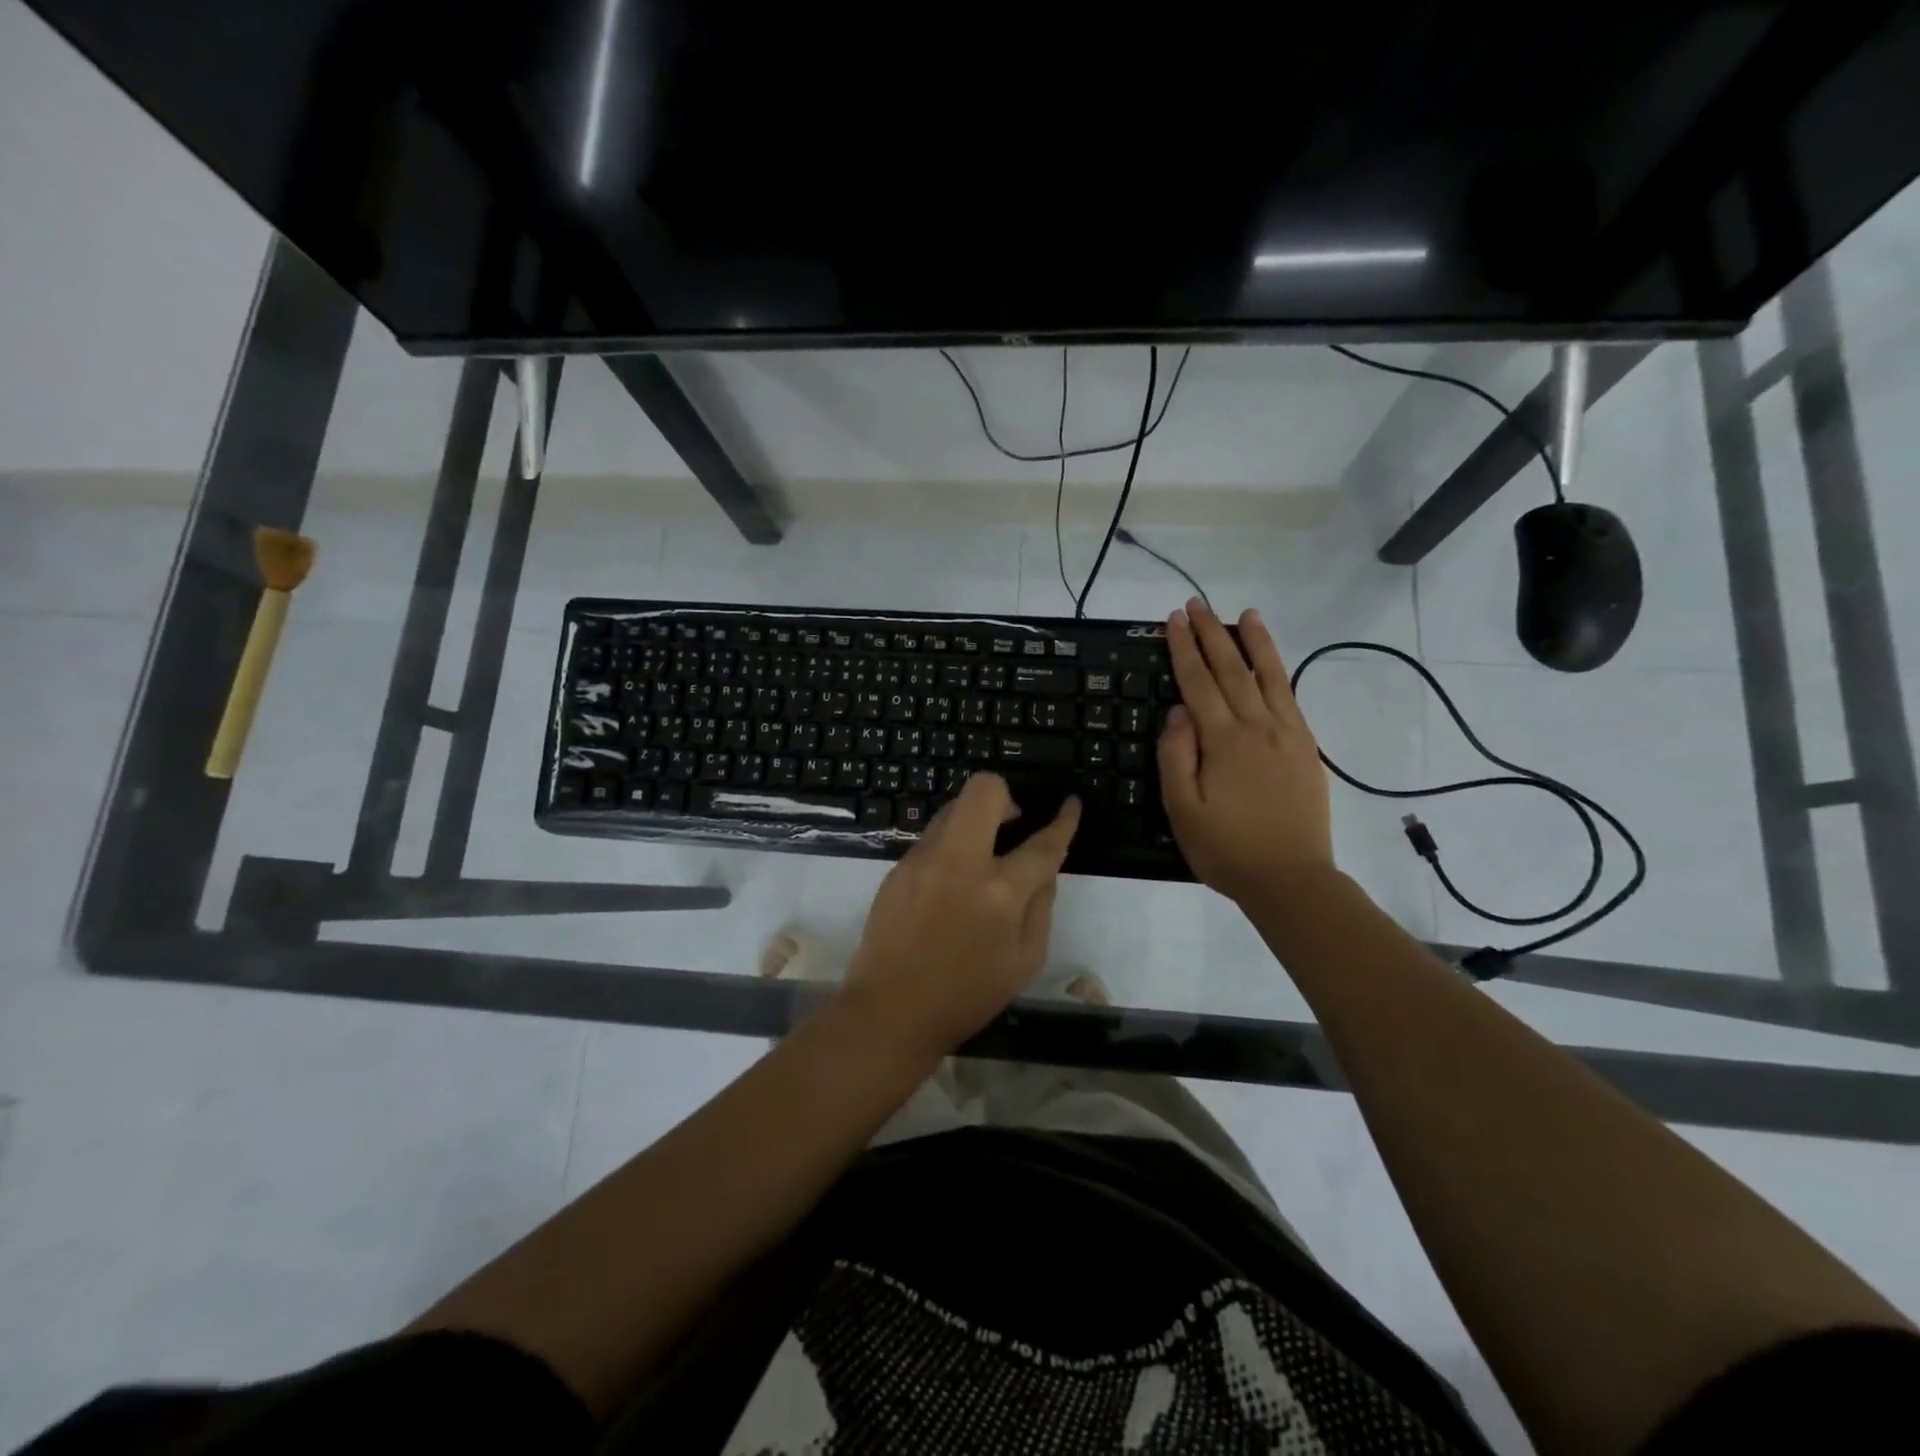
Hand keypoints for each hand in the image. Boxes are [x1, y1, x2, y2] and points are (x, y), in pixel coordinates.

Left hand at [841, 773, 1080, 1054]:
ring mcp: (923, 860)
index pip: (1042, 843)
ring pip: (953, 808)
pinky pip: (932, 837)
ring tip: (981, 853)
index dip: (1063, 820)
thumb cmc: (967, 995)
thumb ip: (1041, 906)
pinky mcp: (898, 867)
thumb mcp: (1025, 961)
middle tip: (1012, 823)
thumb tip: (1044, 869)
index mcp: (1000, 893)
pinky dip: (950, 846)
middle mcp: (960, 863)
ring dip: (975, 820)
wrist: (891, 1010)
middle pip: (984, 791)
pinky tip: (950, 881)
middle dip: (1006, 796)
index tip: (1070, 804)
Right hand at [1158, 599, 1335, 904]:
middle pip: (1231, 670)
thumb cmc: (1226, 848)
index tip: (1173, 619)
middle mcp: (1257, 727)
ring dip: (1254, 642)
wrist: (1291, 878)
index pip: (1197, 682)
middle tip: (1196, 604)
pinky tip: (1271, 662)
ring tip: (1245, 614)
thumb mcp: (1182, 808)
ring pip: (1268, 676)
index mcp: (1223, 740)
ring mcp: (1287, 735)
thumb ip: (1177, 755)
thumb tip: (1178, 711)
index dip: (1183, 648)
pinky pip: (1290, 698)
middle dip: (1211, 634)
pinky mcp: (1305, 748)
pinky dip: (1279, 672)